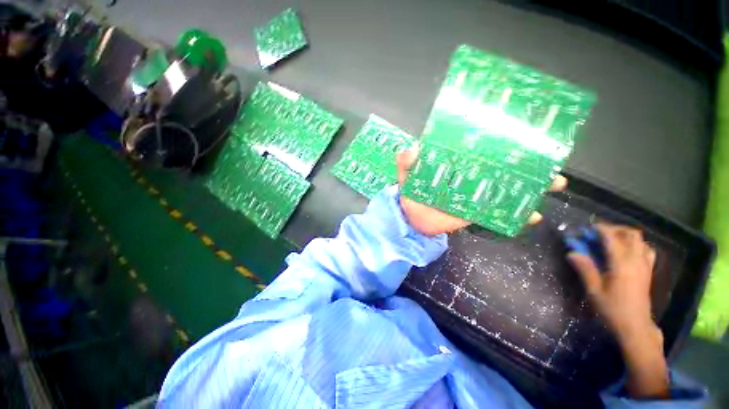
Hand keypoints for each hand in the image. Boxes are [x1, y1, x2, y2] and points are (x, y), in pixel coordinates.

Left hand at [396, 146, 567, 235]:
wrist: (411, 219)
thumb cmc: (410, 194)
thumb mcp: (407, 174)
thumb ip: (406, 162)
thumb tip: (412, 148)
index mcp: (455, 164)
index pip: (479, 150)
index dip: (499, 142)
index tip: (524, 134)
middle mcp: (469, 177)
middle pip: (501, 167)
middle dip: (527, 162)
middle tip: (551, 158)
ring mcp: (474, 195)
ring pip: (506, 189)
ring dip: (530, 187)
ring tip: (554, 183)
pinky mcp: (474, 213)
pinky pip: (498, 212)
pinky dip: (515, 215)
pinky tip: (532, 216)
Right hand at [568, 224, 668, 397]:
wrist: (635, 327)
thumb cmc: (612, 309)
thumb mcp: (593, 290)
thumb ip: (585, 268)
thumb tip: (572, 252)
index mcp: (622, 264)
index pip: (612, 237)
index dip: (599, 229)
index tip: (586, 229)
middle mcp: (636, 261)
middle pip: (631, 234)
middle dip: (614, 229)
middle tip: (598, 234)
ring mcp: (645, 266)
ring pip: (641, 240)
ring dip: (625, 236)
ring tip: (611, 241)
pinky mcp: (648, 271)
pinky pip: (646, 250)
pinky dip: (635, 245)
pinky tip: (625, 252)